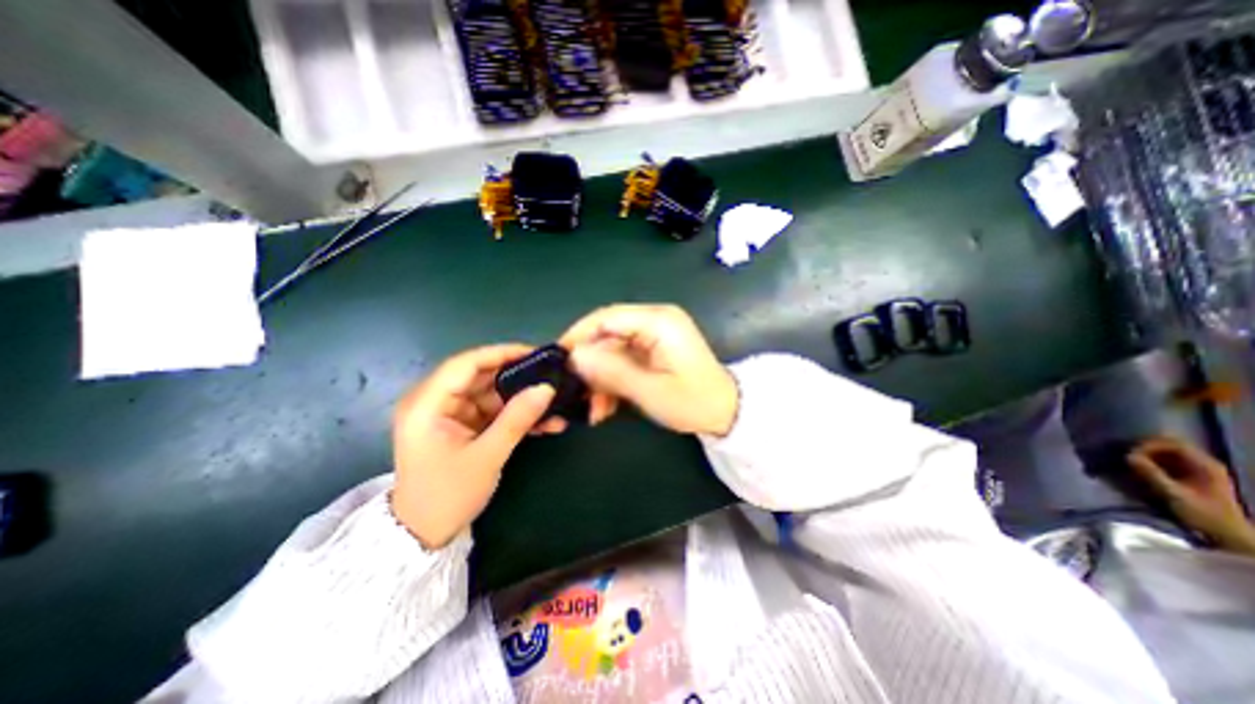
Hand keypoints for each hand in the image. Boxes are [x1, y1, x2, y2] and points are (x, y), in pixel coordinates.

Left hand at [390, 346, 562, 548]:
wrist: (424, 535)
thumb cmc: (447, 496)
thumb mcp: (487, 456)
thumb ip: (517, 419)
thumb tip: (547, 389)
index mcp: (427, 404)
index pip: (466, 364)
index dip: (501, 354)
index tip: (535, 354)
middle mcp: (435, 401)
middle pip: (481, 376)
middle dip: (517, 377)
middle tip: (550, 376)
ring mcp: (449, 413)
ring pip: (491, 394)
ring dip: (521, 400)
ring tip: (554, 404)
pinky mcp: (462, 425)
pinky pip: (492, 411)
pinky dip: (515, 415)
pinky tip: (543, 422)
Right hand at [557, 304, 736, 435]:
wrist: (726, 413)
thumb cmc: (693, 401)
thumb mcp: (650, 390)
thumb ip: (611, 371)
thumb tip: (575, 356)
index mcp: (658, 321)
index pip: (606, 318)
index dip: (579, 337)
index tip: (558, 361)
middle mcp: (655, 320)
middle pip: (607, 335)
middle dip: (590, 366)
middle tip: (575, 394)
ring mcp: (654, 335)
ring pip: (612, 350)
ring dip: (600, 379)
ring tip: (594, 410)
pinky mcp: (653, 350)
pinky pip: (623, 360)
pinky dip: (612, 381)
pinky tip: (606, 406)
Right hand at [1127, 434, 1253, 554]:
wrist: (1228, 535)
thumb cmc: (1204, 515)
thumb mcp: (1175, 495)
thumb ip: (1152, 474)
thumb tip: (1128, 456)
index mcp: (1207, 465)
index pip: (1174, 443)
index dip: (1149, 445)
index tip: (1131, 454)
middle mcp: (1206, 464)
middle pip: (1170, 445)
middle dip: (1146, 449)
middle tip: (1128, 458)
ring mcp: (1201, 470)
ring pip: (1168, 453)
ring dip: (1148, 455)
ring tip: (1132, 463)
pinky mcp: (1193, 476)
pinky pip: (1169, 461)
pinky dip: (1153, 462)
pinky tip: (1143, 470)